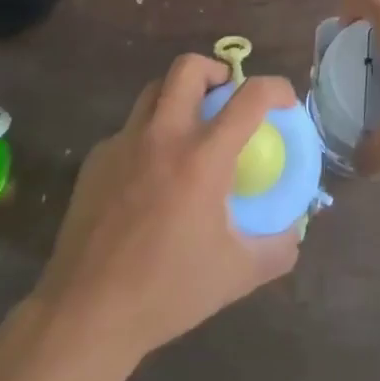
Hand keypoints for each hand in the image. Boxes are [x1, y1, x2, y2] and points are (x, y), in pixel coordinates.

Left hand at [35, 55, 300, 362]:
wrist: (86, 313)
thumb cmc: (166, 290)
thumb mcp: (236, 275)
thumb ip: (275, 249)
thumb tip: (293, 233)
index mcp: (202, 156)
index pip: (249, 97)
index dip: (276, 88)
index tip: (285, 102)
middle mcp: (163, 135)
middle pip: (189, 68)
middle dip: (215, 71)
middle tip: (227, 97)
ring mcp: (124, 143)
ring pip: (154, 91)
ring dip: (179, 95)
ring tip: (191, 128)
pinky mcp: (96, 160)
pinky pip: (130, 129)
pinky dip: (150, 134)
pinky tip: (151, 174)